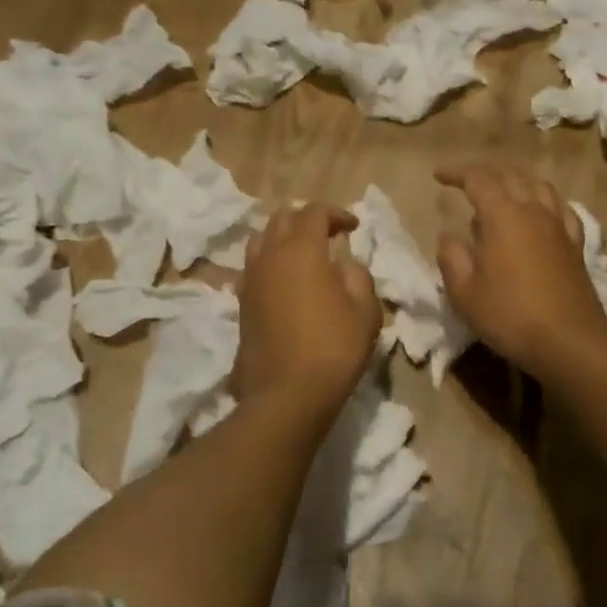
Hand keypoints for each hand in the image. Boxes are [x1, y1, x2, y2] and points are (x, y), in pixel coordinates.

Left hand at [234, 203, 381, 418]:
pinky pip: (253, 267)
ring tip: (303, 255)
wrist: (287, 394)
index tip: (354, 228)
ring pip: (261, 240)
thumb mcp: (365, 310)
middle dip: (306, 220)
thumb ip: (357, 276)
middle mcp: (269, 256)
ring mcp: (250, 280)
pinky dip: (270, 263)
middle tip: (328, 236)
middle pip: (281, 218)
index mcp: (301, 250)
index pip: (313, 212)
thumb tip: (342, 263)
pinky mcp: (241, 304)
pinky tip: (286, 282)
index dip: (336, 213)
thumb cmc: (333, 348)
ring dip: (283, 238)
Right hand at [435, 165, 606, 376]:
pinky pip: (562, 209)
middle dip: (486, 173)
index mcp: (503, 216)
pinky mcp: (576, 245)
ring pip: (539, 186)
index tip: (439, 176)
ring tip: (503, 191)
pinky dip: (545, 201)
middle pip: (511, 176)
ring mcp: (559, 226)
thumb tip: (448, 236)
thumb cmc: (509, 315)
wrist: (568, 340)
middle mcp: (534, 211)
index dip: (457, 173)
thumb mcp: (464, 293)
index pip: (478, 180)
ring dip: (517, 181)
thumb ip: (452, 258)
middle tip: (466, 182)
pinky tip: (541, 212)